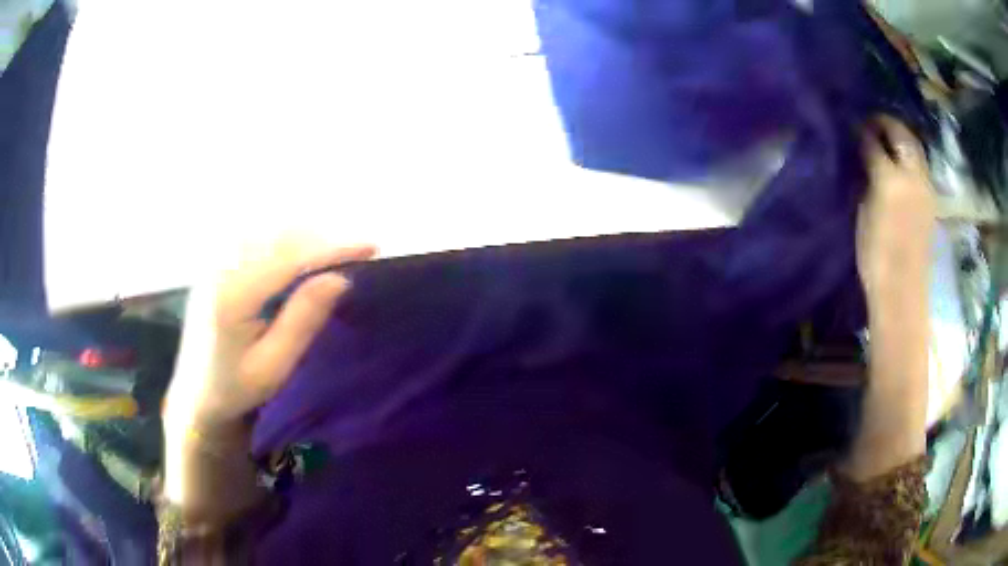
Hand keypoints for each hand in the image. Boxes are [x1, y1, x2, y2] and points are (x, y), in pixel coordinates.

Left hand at [164, 236, 375, 428]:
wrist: (196, 392)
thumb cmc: (236, 388)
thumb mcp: (274, 366)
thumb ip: (302, 320)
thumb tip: (339, 278)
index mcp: (232, 297)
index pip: (290, 259)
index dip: (332, 250)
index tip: (370, 247)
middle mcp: (220, 268)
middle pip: (279, 237)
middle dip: (322, 240)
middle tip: (358, 253)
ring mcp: (215, 262)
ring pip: (268, 232)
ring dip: (305, 237)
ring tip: (334, 253)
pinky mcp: (215, 263)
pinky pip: (255, 237)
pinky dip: (284, 239)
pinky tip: (300, 253)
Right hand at [857, 116, 934, 300]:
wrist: (902, 291)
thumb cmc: (876, 257)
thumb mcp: (864, 214)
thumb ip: (866, 179)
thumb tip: (864, 158)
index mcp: (890, 180)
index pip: (874, 142)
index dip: (862, 131)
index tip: (854, 128)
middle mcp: (912, 176)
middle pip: (902, 135)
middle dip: (887, 124)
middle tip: (872, 124)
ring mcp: (925, 187)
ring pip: (915, 148)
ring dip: (901, 138)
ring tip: (887, 140)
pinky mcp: (931, 200)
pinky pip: (921, 166)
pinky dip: (910, 156)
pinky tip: (901, 162)